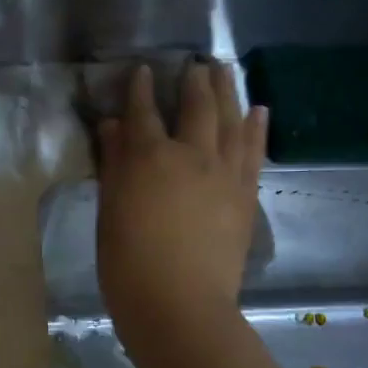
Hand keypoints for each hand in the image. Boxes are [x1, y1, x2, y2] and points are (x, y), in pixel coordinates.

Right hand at [97, 61, 267, 345]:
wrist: (181, 306)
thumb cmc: (128, 263)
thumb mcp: (110, 211)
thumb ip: (114, 164)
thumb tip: (113, 126)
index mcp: (149, 157)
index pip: (143, 111)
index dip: (141, 88)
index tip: (142, 70)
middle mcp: (191, 154)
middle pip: (196, 106)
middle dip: (194, 80)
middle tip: (196, 61)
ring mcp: (224, 173)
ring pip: (230, 119)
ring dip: (228, 91)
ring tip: (226, 69)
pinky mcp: (245, 194)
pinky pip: (253, 151)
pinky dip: (256, 127)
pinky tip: (258, 110)